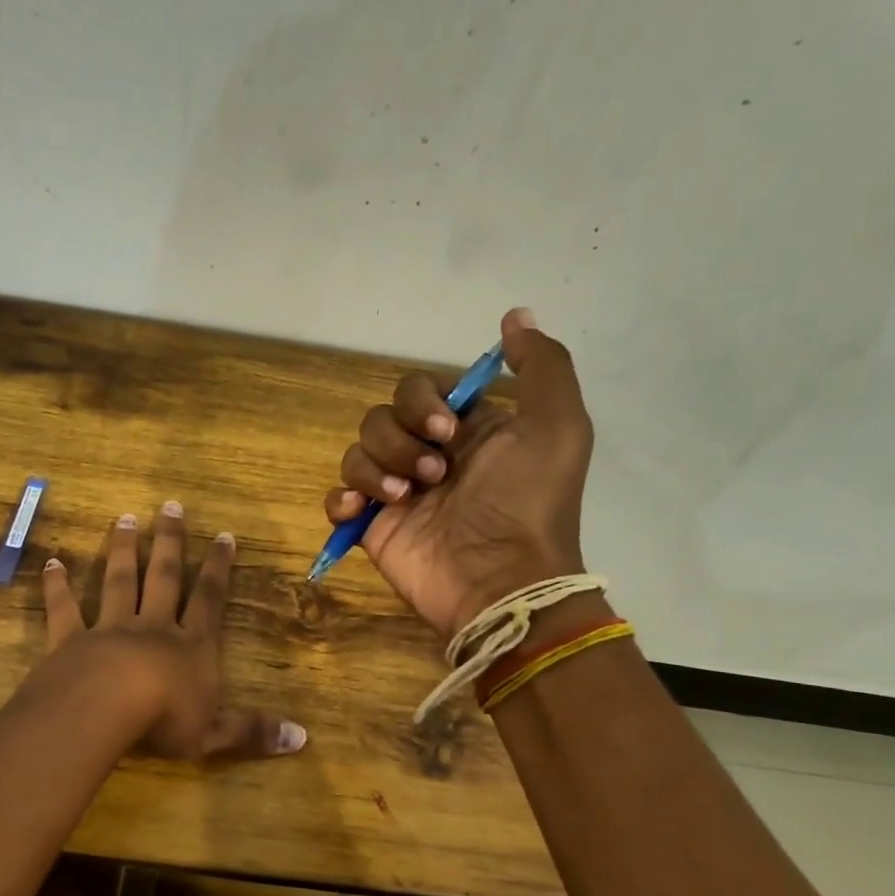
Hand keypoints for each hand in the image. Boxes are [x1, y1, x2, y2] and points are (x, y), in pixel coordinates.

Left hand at [41, 503, 306, 760]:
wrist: (104, 710)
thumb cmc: (164, 721)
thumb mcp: (213, 734)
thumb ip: (252, 731)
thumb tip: (302, 738)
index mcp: (189, 646)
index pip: (208, 599)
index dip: (218, 568)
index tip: (223, 535)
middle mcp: (152, 627)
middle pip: (162, 577)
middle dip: (169, 542)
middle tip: (170, 506)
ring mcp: (110, 629)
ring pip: (118, 582)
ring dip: (122, 550)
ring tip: (124, 519)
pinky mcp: (71, 640)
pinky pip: (65, 609)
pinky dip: (58, 587)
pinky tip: (53, 564)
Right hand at [324, 308, 593, 639]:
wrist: (501, 579)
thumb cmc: (528, 502)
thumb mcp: (557, 425)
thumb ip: (542, 365)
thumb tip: (517, 315)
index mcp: (467, 430)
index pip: (418, 390)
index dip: (422, 403)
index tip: (446, 430)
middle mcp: (428, 456)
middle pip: (381, 417)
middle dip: (399, 439)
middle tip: (433, 474)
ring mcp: (397, 493)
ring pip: (357, 453)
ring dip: (375, 469)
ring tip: (404, 498)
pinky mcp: (374, 527)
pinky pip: (337, 497)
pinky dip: (342, 499)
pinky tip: (363, 511)